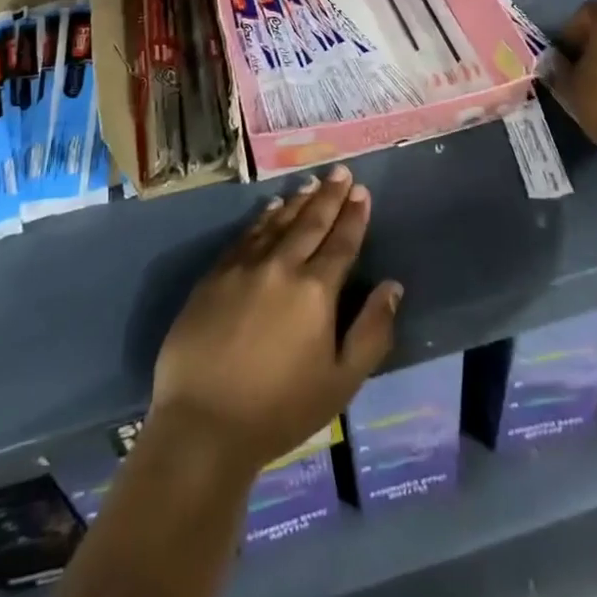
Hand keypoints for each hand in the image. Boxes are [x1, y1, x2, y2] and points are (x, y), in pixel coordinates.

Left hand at [150, 165, 401, 474]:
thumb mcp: (341, 382)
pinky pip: (245, 235)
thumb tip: (392, 287)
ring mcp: (244, 267)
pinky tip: (270, 208)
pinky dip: (262, 218)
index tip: (362, 192)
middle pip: (310, 222)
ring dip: (297, 201)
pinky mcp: (215, 275)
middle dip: (329, 196)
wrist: (203, 424)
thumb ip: (371, 332)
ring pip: (277, 222)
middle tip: (341, 172)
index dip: (354, 216)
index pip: (341, 243)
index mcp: (315, 291)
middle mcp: (281, 266)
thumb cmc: (280, 410)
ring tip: (312, 183)